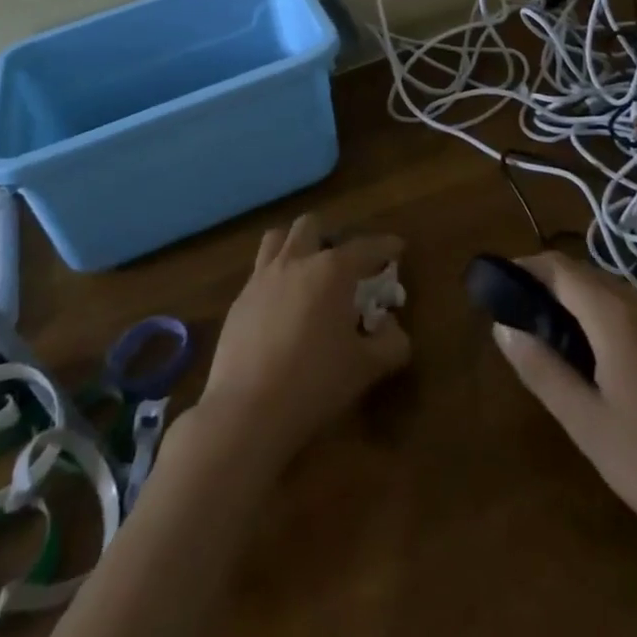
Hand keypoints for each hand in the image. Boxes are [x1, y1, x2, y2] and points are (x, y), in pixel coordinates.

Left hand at [194, 214, 410, 471]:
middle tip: (342, 263)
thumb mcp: (366, 368)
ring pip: (277, 238)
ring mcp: (262, 277)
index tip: (397, 247)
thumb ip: (390, 343)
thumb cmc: (315, 382)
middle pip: (312, 226)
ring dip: (295, 245)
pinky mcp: (240, 300)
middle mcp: (296, 261)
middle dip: (330, 237)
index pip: (365, 247)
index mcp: (332, 270)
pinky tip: (281, 305)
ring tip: (306, 270)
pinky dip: (275, 277)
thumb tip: (392, 327)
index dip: (385, 246)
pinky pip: (259, 271)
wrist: (247, 410)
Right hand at [491, 252, 636, 562]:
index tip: (499, 285)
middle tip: (524, 321)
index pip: (560, 268)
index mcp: (617, 317)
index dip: (526, 268)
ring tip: (560, 343)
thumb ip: (542, 370)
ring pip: (615, 291)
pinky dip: (611, 316)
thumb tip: (503, 326)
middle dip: (551, 286)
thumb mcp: (588, 425)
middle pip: (587, 275)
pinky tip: (608, 360)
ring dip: (581, 301)